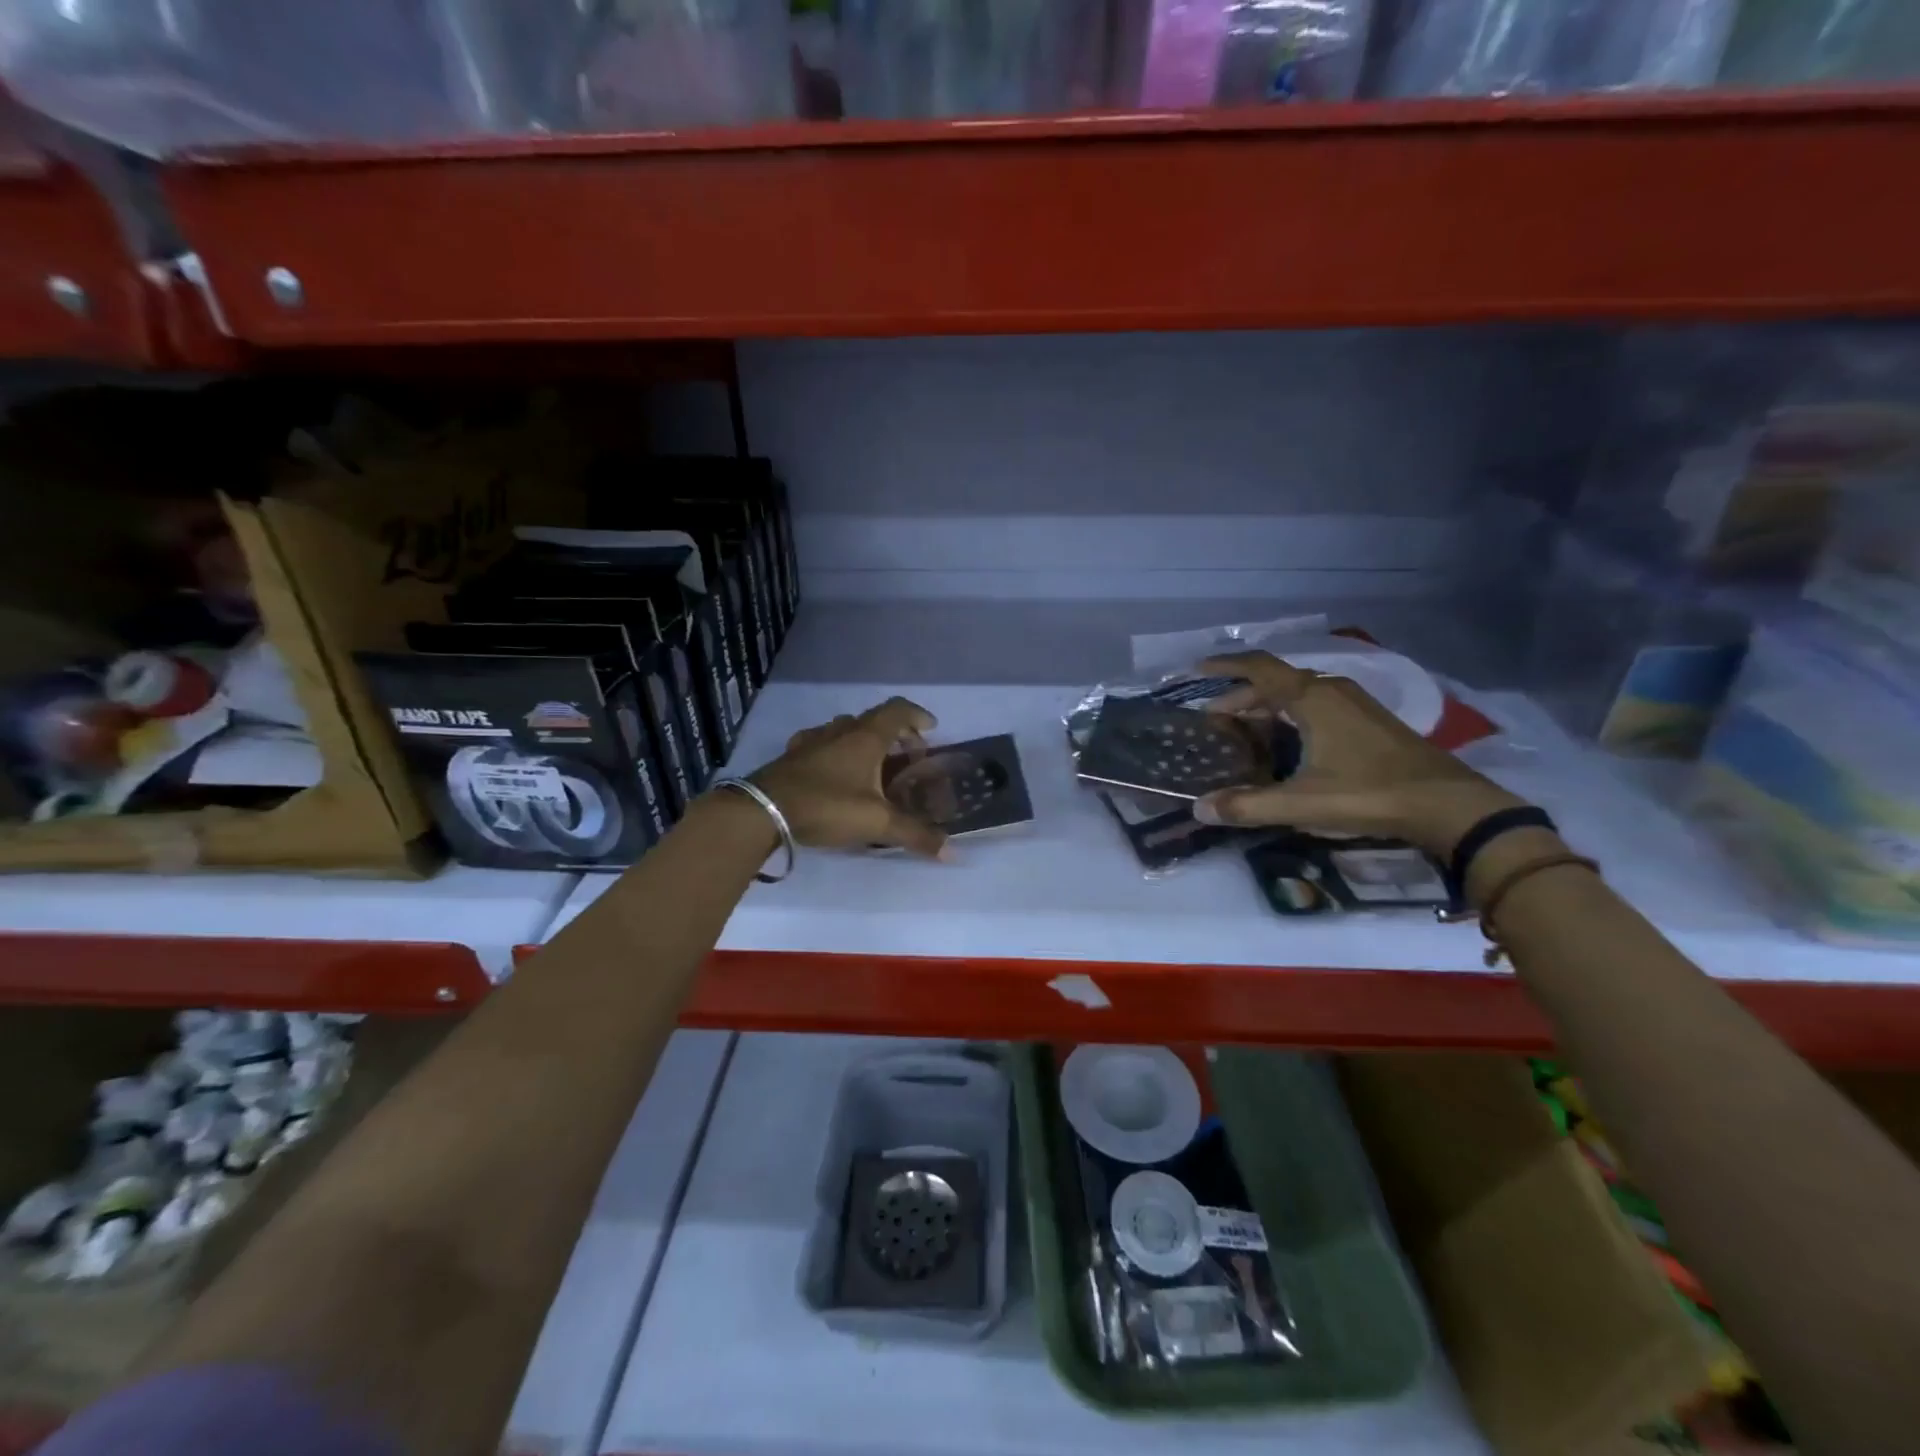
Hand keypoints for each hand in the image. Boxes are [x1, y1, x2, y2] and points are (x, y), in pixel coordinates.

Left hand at [749, 696, 948, 857]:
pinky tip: (835, 771)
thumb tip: (953, 853)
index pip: (898, 710)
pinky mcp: (792, 756)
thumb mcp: (876, 823)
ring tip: (874, 764)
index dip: (918, 716)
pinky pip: (822, 743)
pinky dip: (837, 751)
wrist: (762, 811)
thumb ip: (915, 835)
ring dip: (865, 740)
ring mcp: (812, 741)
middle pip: (874, 719)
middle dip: (896, 733)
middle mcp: (840, 731)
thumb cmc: (827, 806)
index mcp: (866, 737)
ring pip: (846, 730)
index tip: (932, 729)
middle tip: (908, 755)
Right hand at [1191, 651, 1525, 856]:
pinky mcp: (1369, 720)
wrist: (1448, 804)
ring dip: (1267, 704)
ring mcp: (1355, 703)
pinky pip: (1317, 703)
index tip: (1196, 670)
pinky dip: (1291, 712)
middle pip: (1276, 681)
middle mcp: (1332, 689)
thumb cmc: (1369, 793)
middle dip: (1241, 696)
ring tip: (1245, 728)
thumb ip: (1249, 806)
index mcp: (1312, 698)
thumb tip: (1200, 808)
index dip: (1225, 667)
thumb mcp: (1303, 803)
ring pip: (1299, 692)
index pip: (1258, 668)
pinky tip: (1289, 740)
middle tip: (1215, 718)